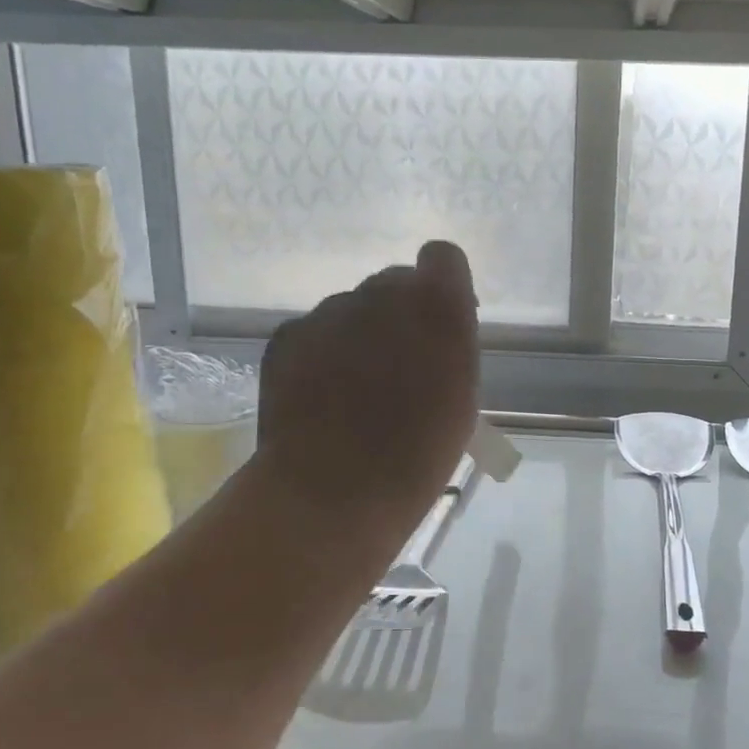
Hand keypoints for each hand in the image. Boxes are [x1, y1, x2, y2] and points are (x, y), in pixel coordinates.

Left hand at [251, 240, 479, 553]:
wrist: (334, 491)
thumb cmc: (419, 453)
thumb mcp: (462, 395)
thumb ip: (450, 345)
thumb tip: (432, 331)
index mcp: (436, 306)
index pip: (442, 257)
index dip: (443, 284)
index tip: (442, 324)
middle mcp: (380, 294)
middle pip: (393, 283)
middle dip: (399, 314)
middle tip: (398, 366)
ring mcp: (328, 312)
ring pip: (351, 309)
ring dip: (360, 335)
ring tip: (355, 391)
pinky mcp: (286, 335)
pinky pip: (314, 331)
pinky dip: (322, 354)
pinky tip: (322, 397)